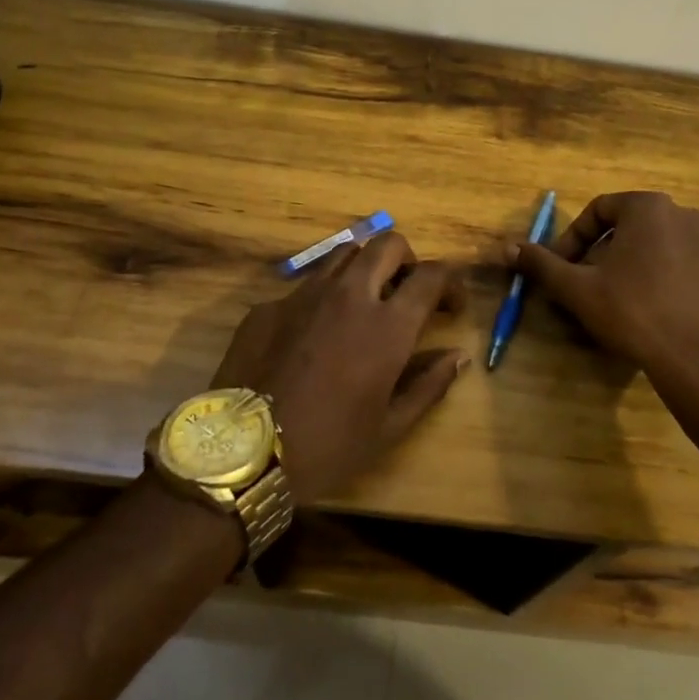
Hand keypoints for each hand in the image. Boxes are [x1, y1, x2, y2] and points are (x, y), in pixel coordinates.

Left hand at [209, 232, 467, 503]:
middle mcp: (348, 295)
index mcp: (386, 326)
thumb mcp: (389, 428)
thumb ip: (429, 385)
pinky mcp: (268, 305)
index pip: (431, 275)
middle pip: (389, 245)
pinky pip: (305, 285)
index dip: (450, 283)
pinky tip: (313, 334)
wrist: (241, 454)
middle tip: (407, 293)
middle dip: (408, 261)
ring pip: (345, 253)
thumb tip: (458, 356)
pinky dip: (323, 297)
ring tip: (364, 301)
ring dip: (365, 267)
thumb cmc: (327, 446)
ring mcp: (303, 295)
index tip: (451, 306)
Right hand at [506, 192, 698, 390]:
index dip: (571, 239)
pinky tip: (637, 303)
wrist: (694, 357)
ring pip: (647, 242)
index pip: (597, 210)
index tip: (559, 268)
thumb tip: (507, 247)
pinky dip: (648, 271)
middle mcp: (681, 212)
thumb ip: (541, 264)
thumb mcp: (577, 287)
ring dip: (620, 262)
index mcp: (648, 206)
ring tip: (605, 295)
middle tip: (578, 283)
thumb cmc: (632, 311)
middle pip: (623, 225)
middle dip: (595, 252)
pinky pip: (671, 257)